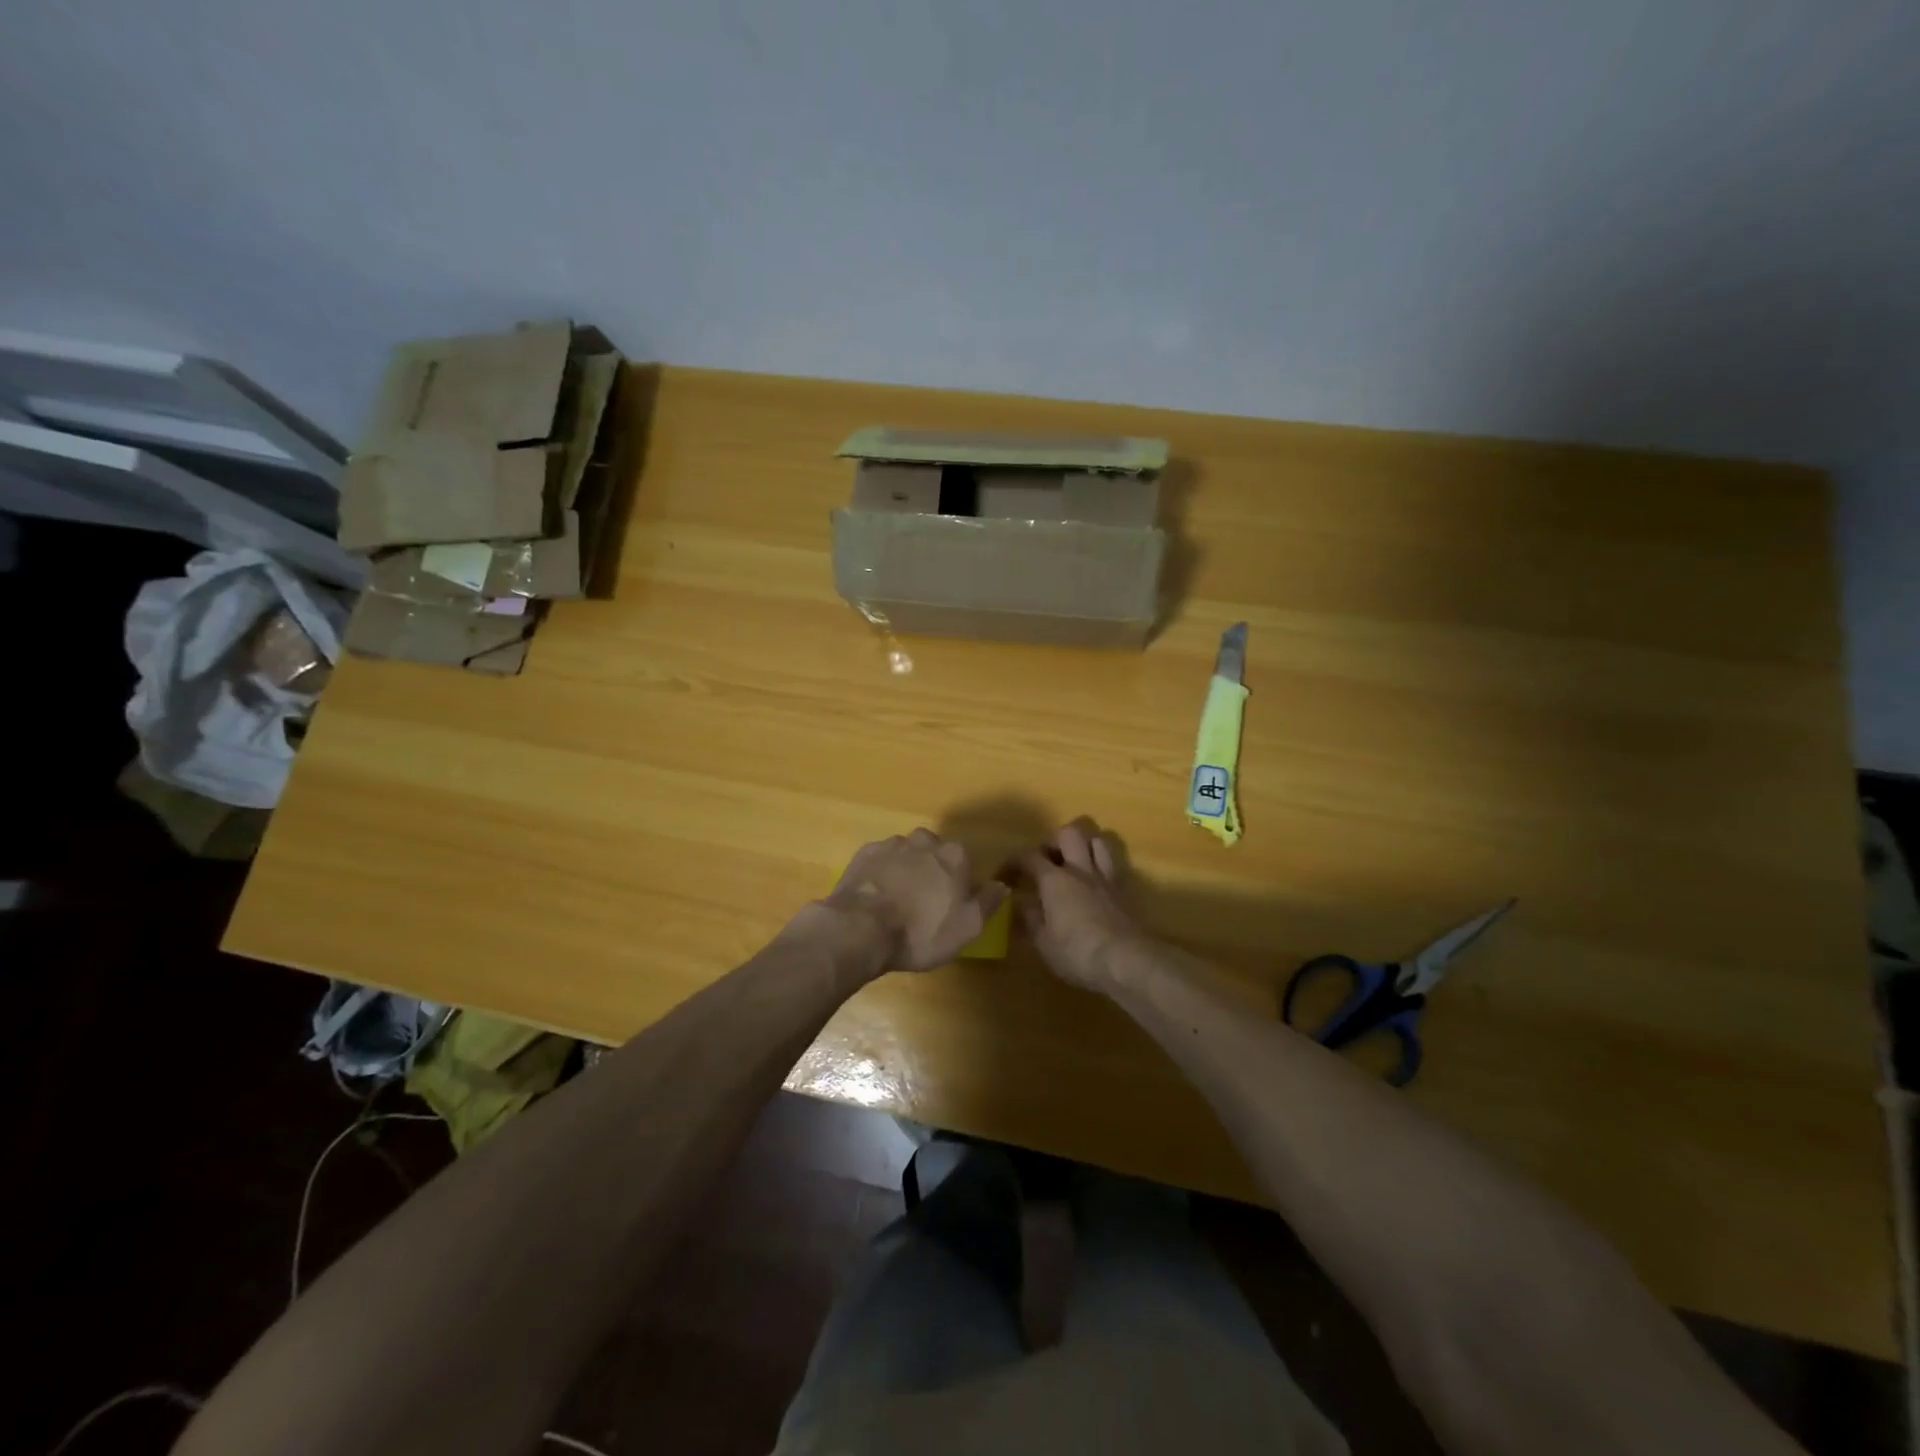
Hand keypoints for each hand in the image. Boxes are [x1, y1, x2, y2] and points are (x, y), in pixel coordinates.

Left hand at [797, 829, 1008, 974]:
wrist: (861, 928)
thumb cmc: (921, 931)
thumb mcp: (966, 927)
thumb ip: (987, 902)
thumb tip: (1001, 885)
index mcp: (954, 856)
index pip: (964, 861)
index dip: (959, 882)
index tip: (951, 904)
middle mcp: (925, 841)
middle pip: (934, 852)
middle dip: (932, 870)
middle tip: (924, 902)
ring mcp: (892, 844)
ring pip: (906, 853)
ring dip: (906, 870)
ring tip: (897, 900)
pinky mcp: (864, 854)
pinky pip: (880, 860)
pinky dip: (881, 873)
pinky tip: (876, 896)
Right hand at [1019, 819, 1145, 992]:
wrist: (1126, 961)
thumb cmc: (1077, 953)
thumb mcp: (1042, 942)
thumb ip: (1030, 918)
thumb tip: (1021, 903)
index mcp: (1055, 880)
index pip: (1028, 856)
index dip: (1013, 861)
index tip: (1004, 876)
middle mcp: (1081, 869)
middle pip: (1069, 833)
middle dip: (1054, 841)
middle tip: (1045, 862)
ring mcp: (1106, 877)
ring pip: (1098, 840)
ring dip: (1084, 845)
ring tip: (1073, 862)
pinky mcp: (1125, 891)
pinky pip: (1113, 864)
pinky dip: (1102, 865)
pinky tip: (1095, 882)